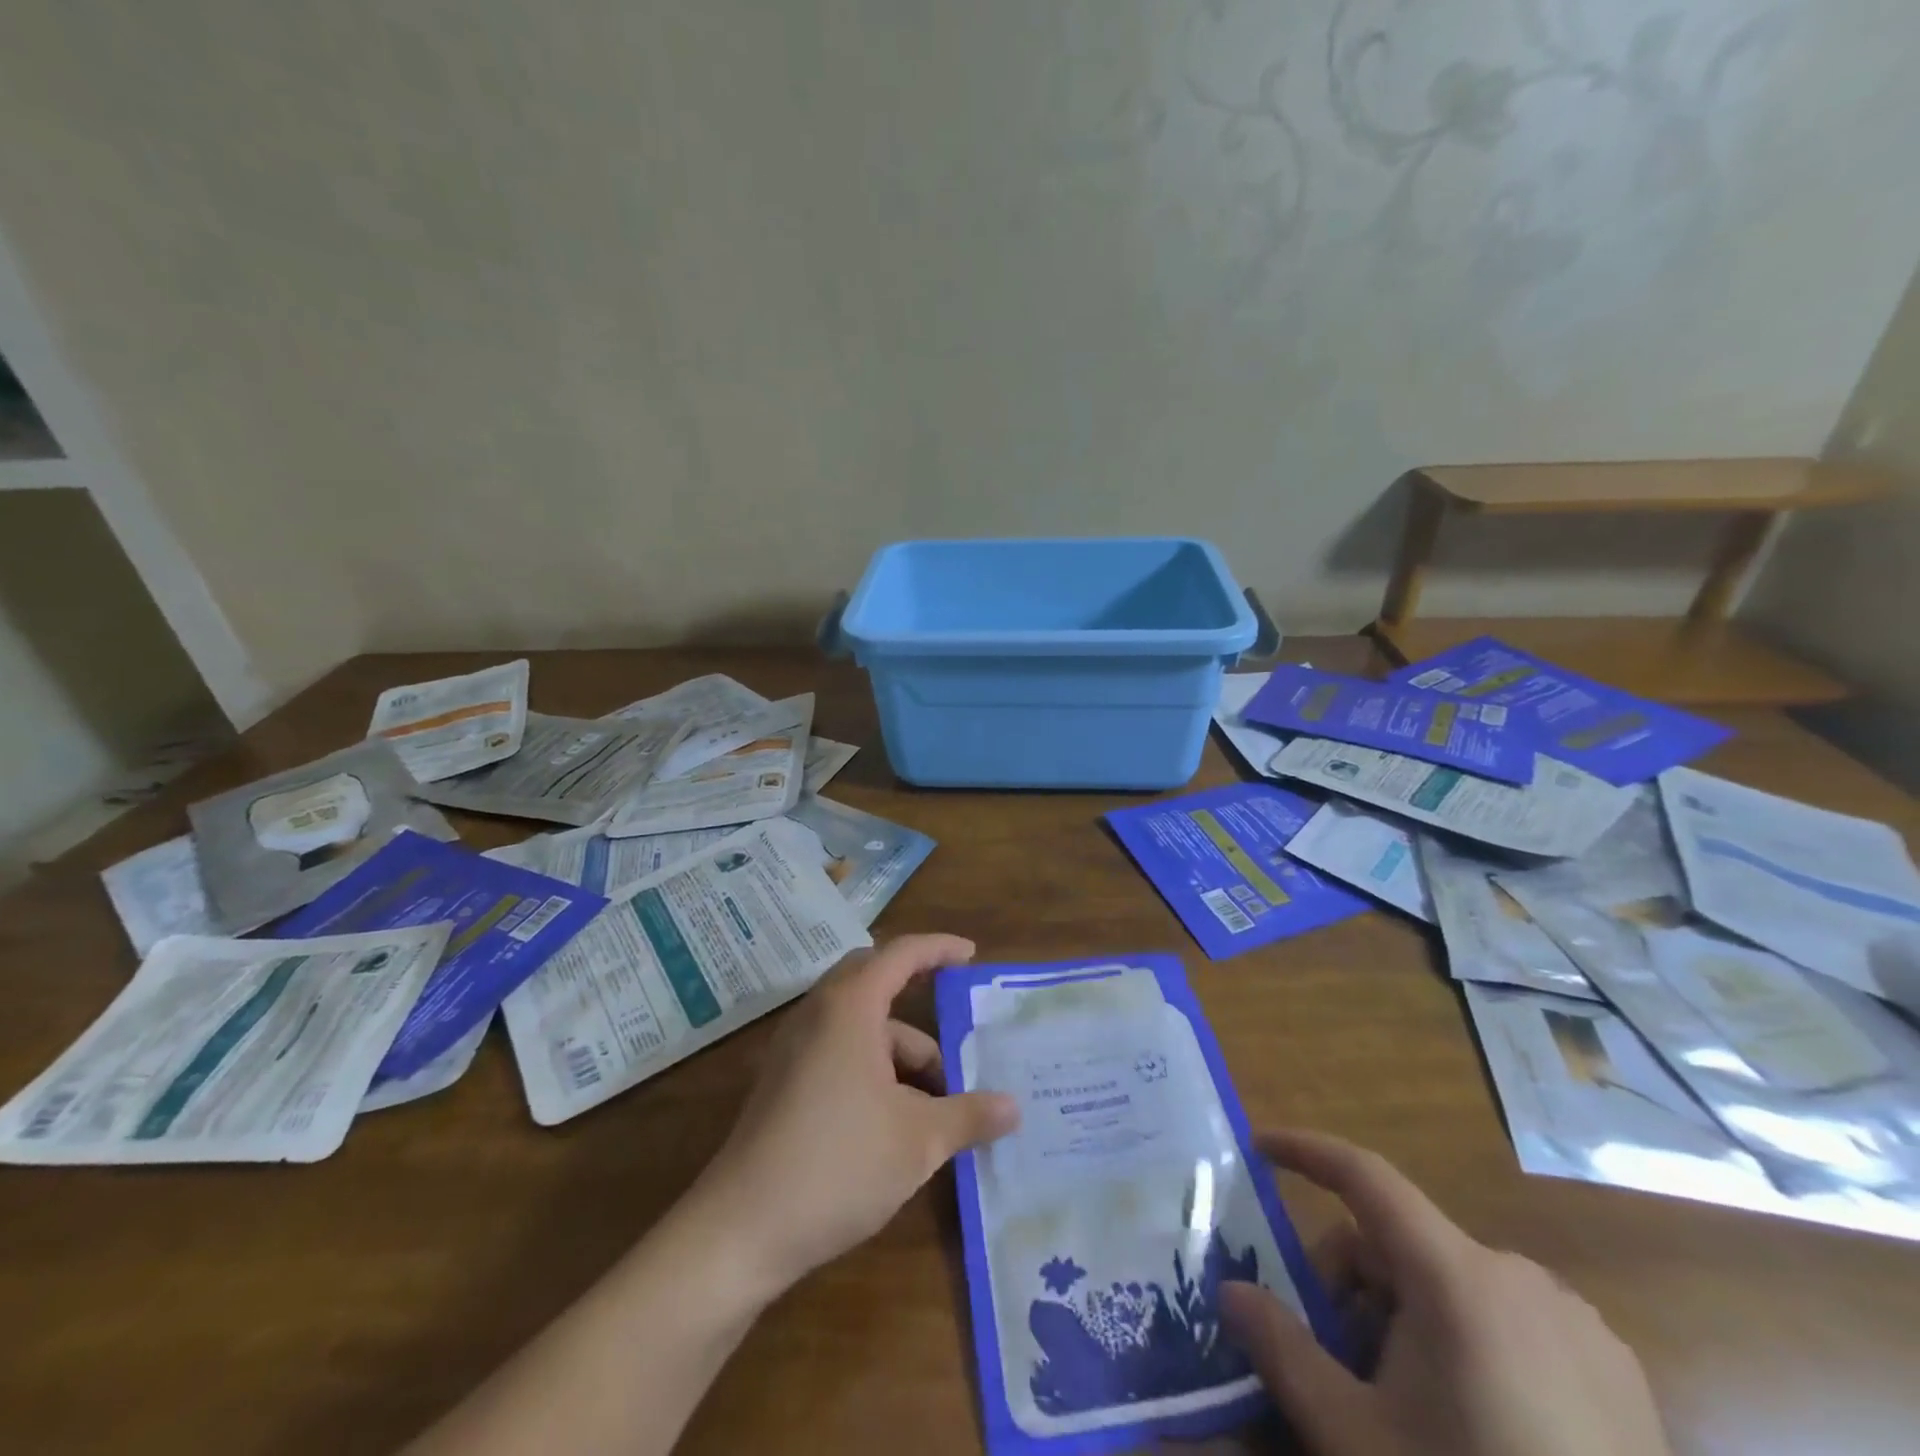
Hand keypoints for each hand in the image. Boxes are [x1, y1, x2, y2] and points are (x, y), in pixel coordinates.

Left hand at [690, 934, 1019, 1299]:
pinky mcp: (784, 1083)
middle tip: (958, 1020)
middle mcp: (818, 1014)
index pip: (901, 954)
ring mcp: (795, 1049)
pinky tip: (900, 1118)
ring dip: (901, 1052)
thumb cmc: (837, 1165)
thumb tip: (1014, 1107)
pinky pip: (840, 1052)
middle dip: (919, 998)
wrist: (739, 1231)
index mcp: (850, 1007)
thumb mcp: (918, 1141)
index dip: (939, 948)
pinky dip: (876, 1069)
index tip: (971, 955)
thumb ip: (969, 1115)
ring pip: (861, 1027)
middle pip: (875, 982)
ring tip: (942, 1100)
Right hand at [1218, 1131, 1669, 1455]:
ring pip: (1452, 1283)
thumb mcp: (1354, 1436)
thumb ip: (1281, 1350)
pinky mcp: (1618, 1373)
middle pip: (1402, 1242)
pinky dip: (1467, 1339)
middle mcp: (1518, 1275)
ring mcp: (1577, 1324)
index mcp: (1456, 1275)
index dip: (1306, 1151)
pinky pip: (1510, 1320)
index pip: (1364, 1175)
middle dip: (1353, 1282)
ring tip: (1404, 1402)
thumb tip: (1229, 1291)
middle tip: (1334, 1356)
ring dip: (1406, 1316)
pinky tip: (1475, 1422)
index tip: (1259, 1146)